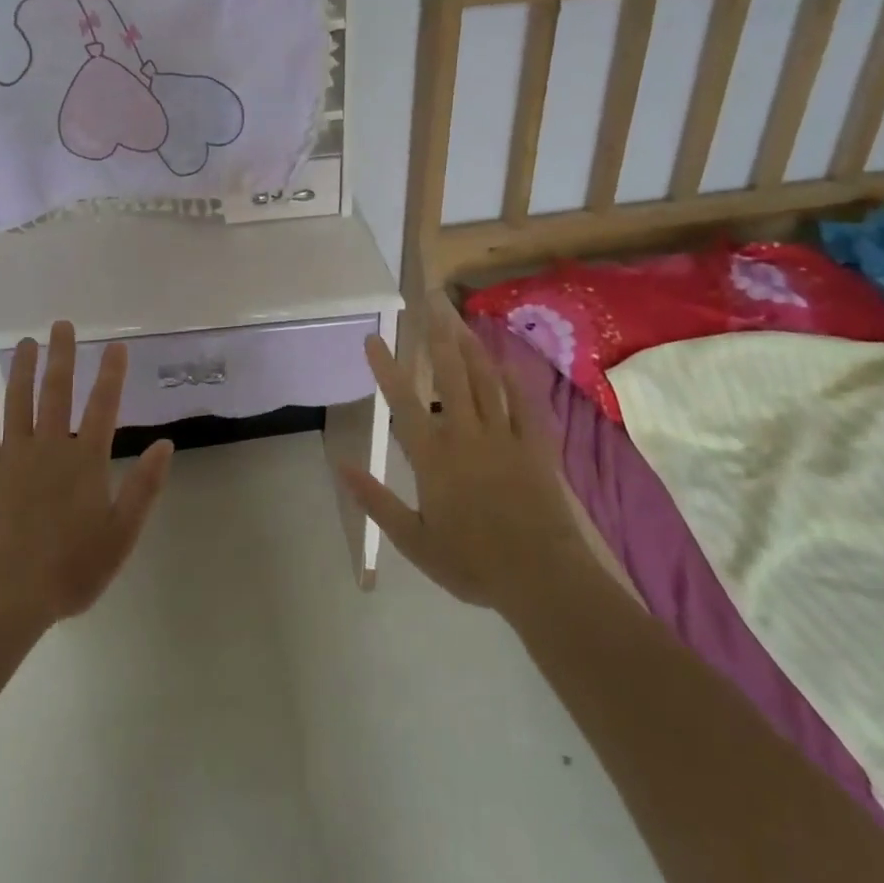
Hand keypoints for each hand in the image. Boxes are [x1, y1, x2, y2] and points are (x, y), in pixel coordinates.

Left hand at [0, 320, 172, 629]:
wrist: (4, 596)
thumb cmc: (69, 569)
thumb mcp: (120, 535)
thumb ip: (143, 488)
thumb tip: (165, 445)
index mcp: (85, 460)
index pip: (104, 406)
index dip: (112, 374)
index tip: (116, 346)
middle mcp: (49, 447)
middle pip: (57, 391)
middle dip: (63, 356)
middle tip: (63, 325)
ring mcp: (12, 456)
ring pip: (18, 401)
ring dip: (23, 369)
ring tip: (27, 343)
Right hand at [339, 302, 589, 613]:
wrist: (542, 580)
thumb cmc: (472, 563)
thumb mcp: (413, 540)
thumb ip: (376, 501)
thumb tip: (341, 466)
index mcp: (433, 457)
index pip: (403, 402)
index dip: (386, 368)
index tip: (373, 338)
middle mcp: (466, 435)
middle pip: (450, 376)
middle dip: (437, 336)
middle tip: (430, 302)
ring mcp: (503, 438)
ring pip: (485, 381)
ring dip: (471, 347)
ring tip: (459, 318)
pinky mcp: (535, 447)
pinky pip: (524, 404)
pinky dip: (514, 379)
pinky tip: (506, 360)